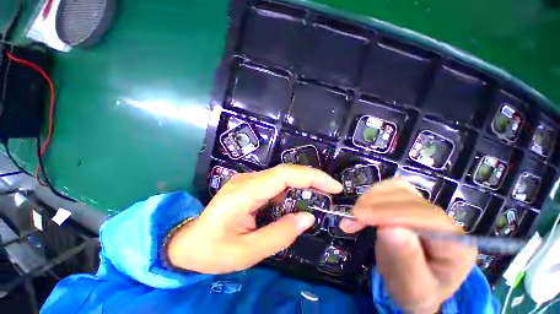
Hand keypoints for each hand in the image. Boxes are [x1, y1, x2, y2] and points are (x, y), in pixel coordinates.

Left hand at [167, 164, 342, 273]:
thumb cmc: (213, 251)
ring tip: (318, 199)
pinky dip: (290, 191)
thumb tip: (308, 218)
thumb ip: (279, 235)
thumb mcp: (247, 253)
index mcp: (245, 193)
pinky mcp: (249, 185)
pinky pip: (275, 184)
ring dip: (302, 186)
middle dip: (311, 180)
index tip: (333, 187)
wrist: (188, 243)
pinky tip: (295, 203)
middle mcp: (247, 180)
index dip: (311, 177)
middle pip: (285, 172)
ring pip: (282, 177)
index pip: (284, 175)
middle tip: (331, 192)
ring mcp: (248, 181)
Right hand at [340, 179, 476, 312]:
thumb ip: (406, 261)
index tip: (360, 216)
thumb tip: (389, 228)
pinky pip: (390, 188)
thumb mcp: (411, 288)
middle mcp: (444, 221)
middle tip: (351, 218)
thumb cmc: (414, 291)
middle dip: (375, 205)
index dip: (390, 213)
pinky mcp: (409, 202)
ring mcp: (426, 208)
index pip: (426, 218)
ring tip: (354, 216)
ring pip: (398, 189)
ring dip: (370, 199)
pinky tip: (363, 208)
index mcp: (456, 245)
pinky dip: (372, 195)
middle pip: (409, 199)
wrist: (414, 284)